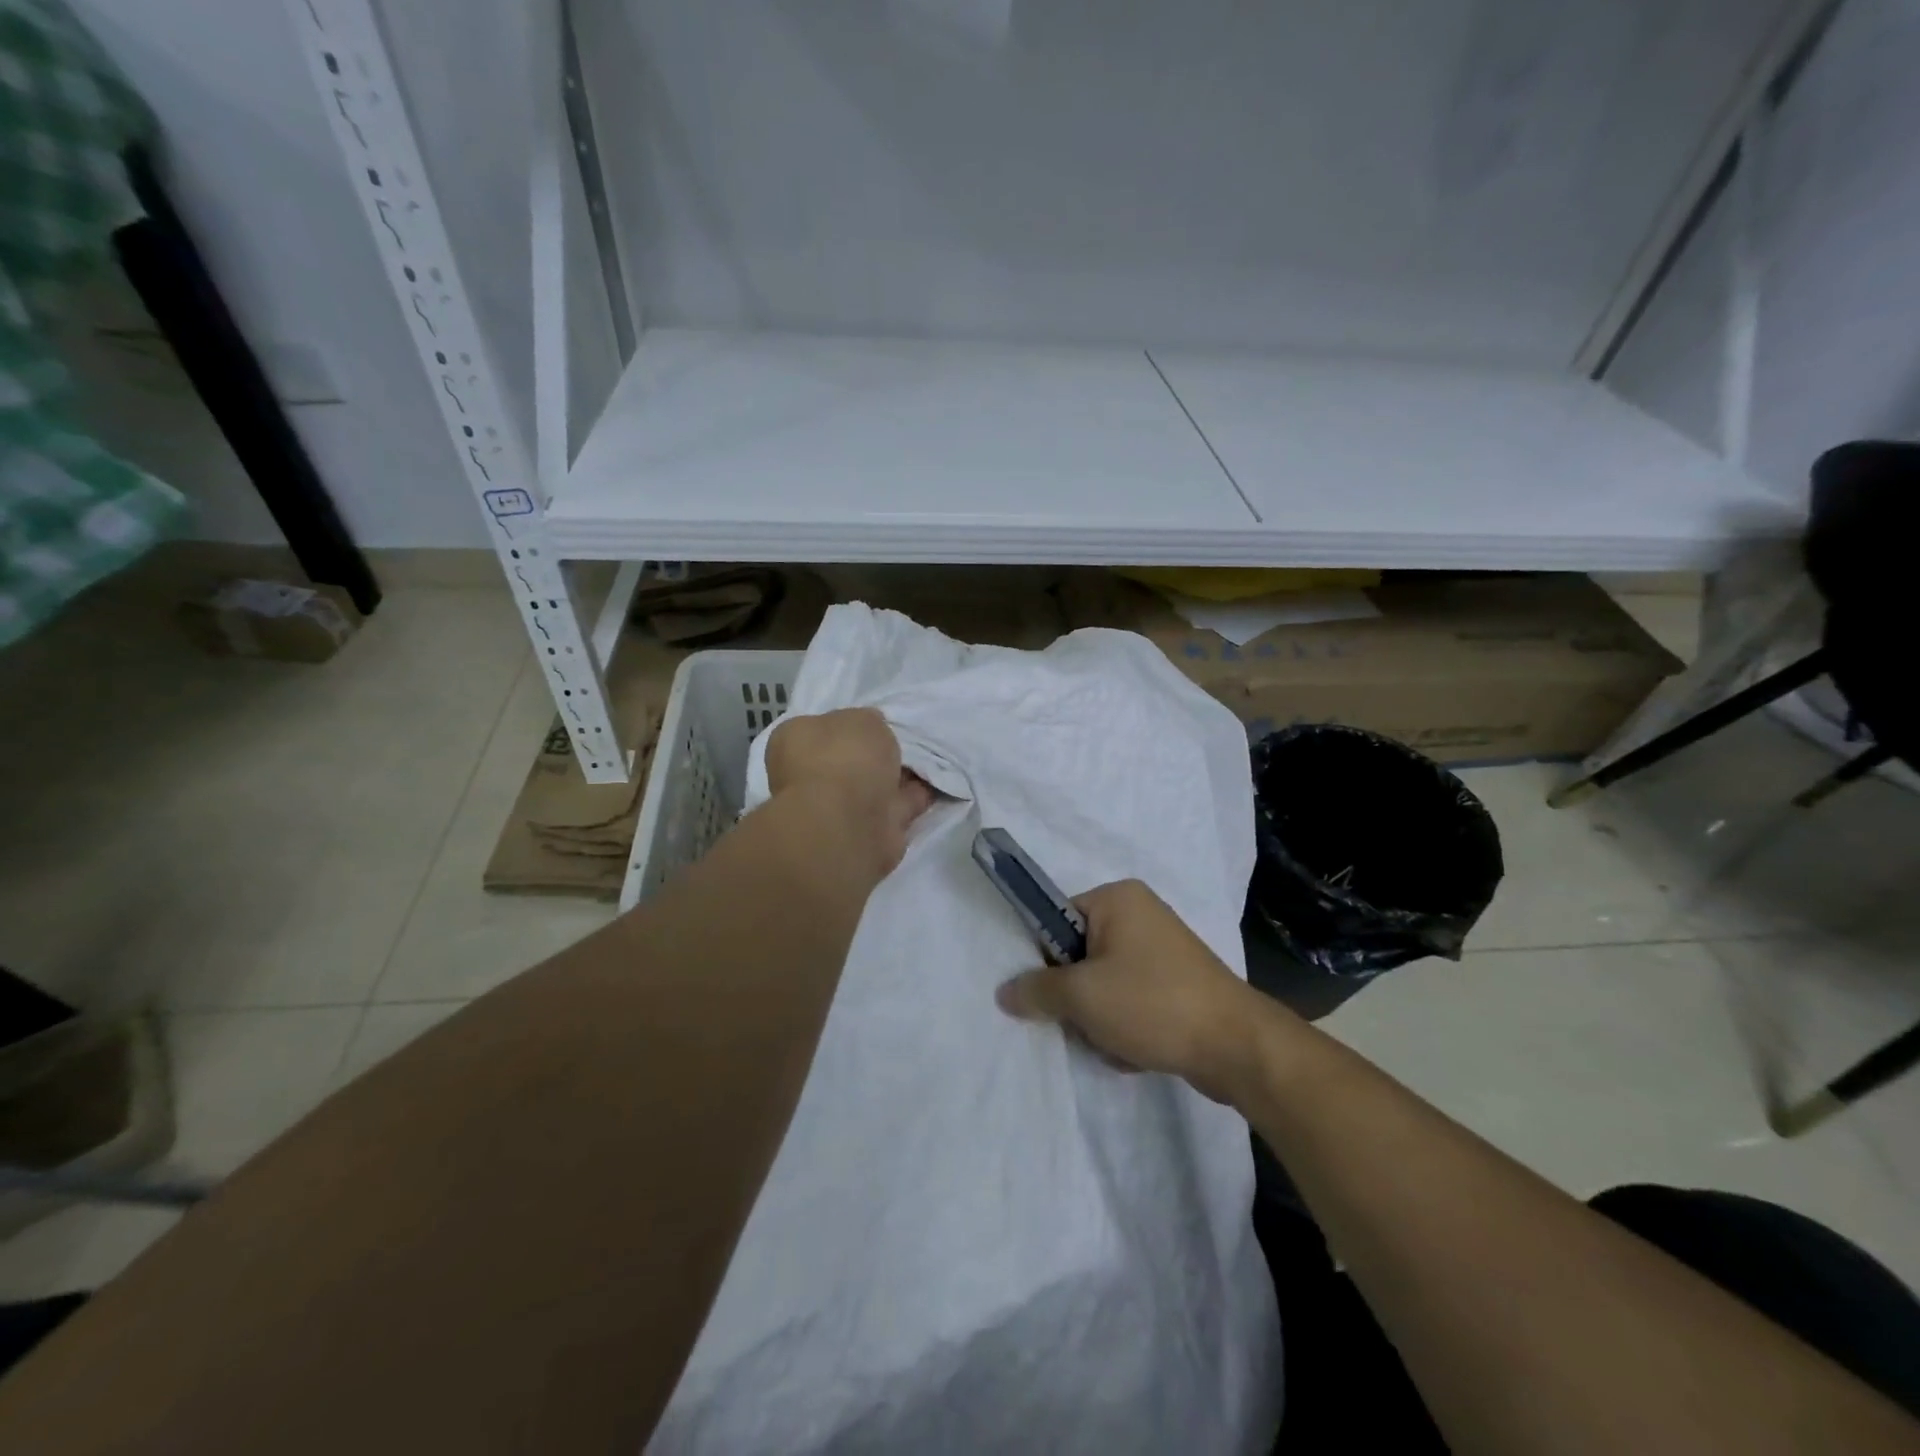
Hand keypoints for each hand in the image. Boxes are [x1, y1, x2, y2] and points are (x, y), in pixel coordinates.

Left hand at [766, 708, 934, 874]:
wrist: (849, 822)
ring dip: (898, 778)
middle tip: (907, 742)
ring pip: (873, 787)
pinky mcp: (866, 833)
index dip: (848, 726)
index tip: (876, 723)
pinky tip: (937, 785)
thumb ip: (868, 720)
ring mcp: (837, 809)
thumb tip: (872, 726)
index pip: (821, 729)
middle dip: (874, 755)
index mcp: (795, 742)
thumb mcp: (861, 719)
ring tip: (931, 761)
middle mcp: (809, 777)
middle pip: (848, 760)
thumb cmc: (844, 758)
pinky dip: (914, 799)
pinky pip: (895, 808)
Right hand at [995, 879, 1261, 1103]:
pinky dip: (1126, 1026)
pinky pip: (1131, 1000)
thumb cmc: (1152, 1003)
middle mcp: (1141, 914)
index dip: (1047, 959)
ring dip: (1100, 1019)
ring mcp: (1163, 950)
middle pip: (1080, 956)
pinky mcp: (1177, 984)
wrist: (1236, 1047)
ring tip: (1115, 1041)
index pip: (1058, 919)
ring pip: (1104, 984)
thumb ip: (1036, 990)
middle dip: (1077, 997)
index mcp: (1118, 898)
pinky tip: (1135, 1051)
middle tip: (1084, 1021)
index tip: (1050, 993)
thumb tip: (1004, 992)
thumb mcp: (1082, 996)